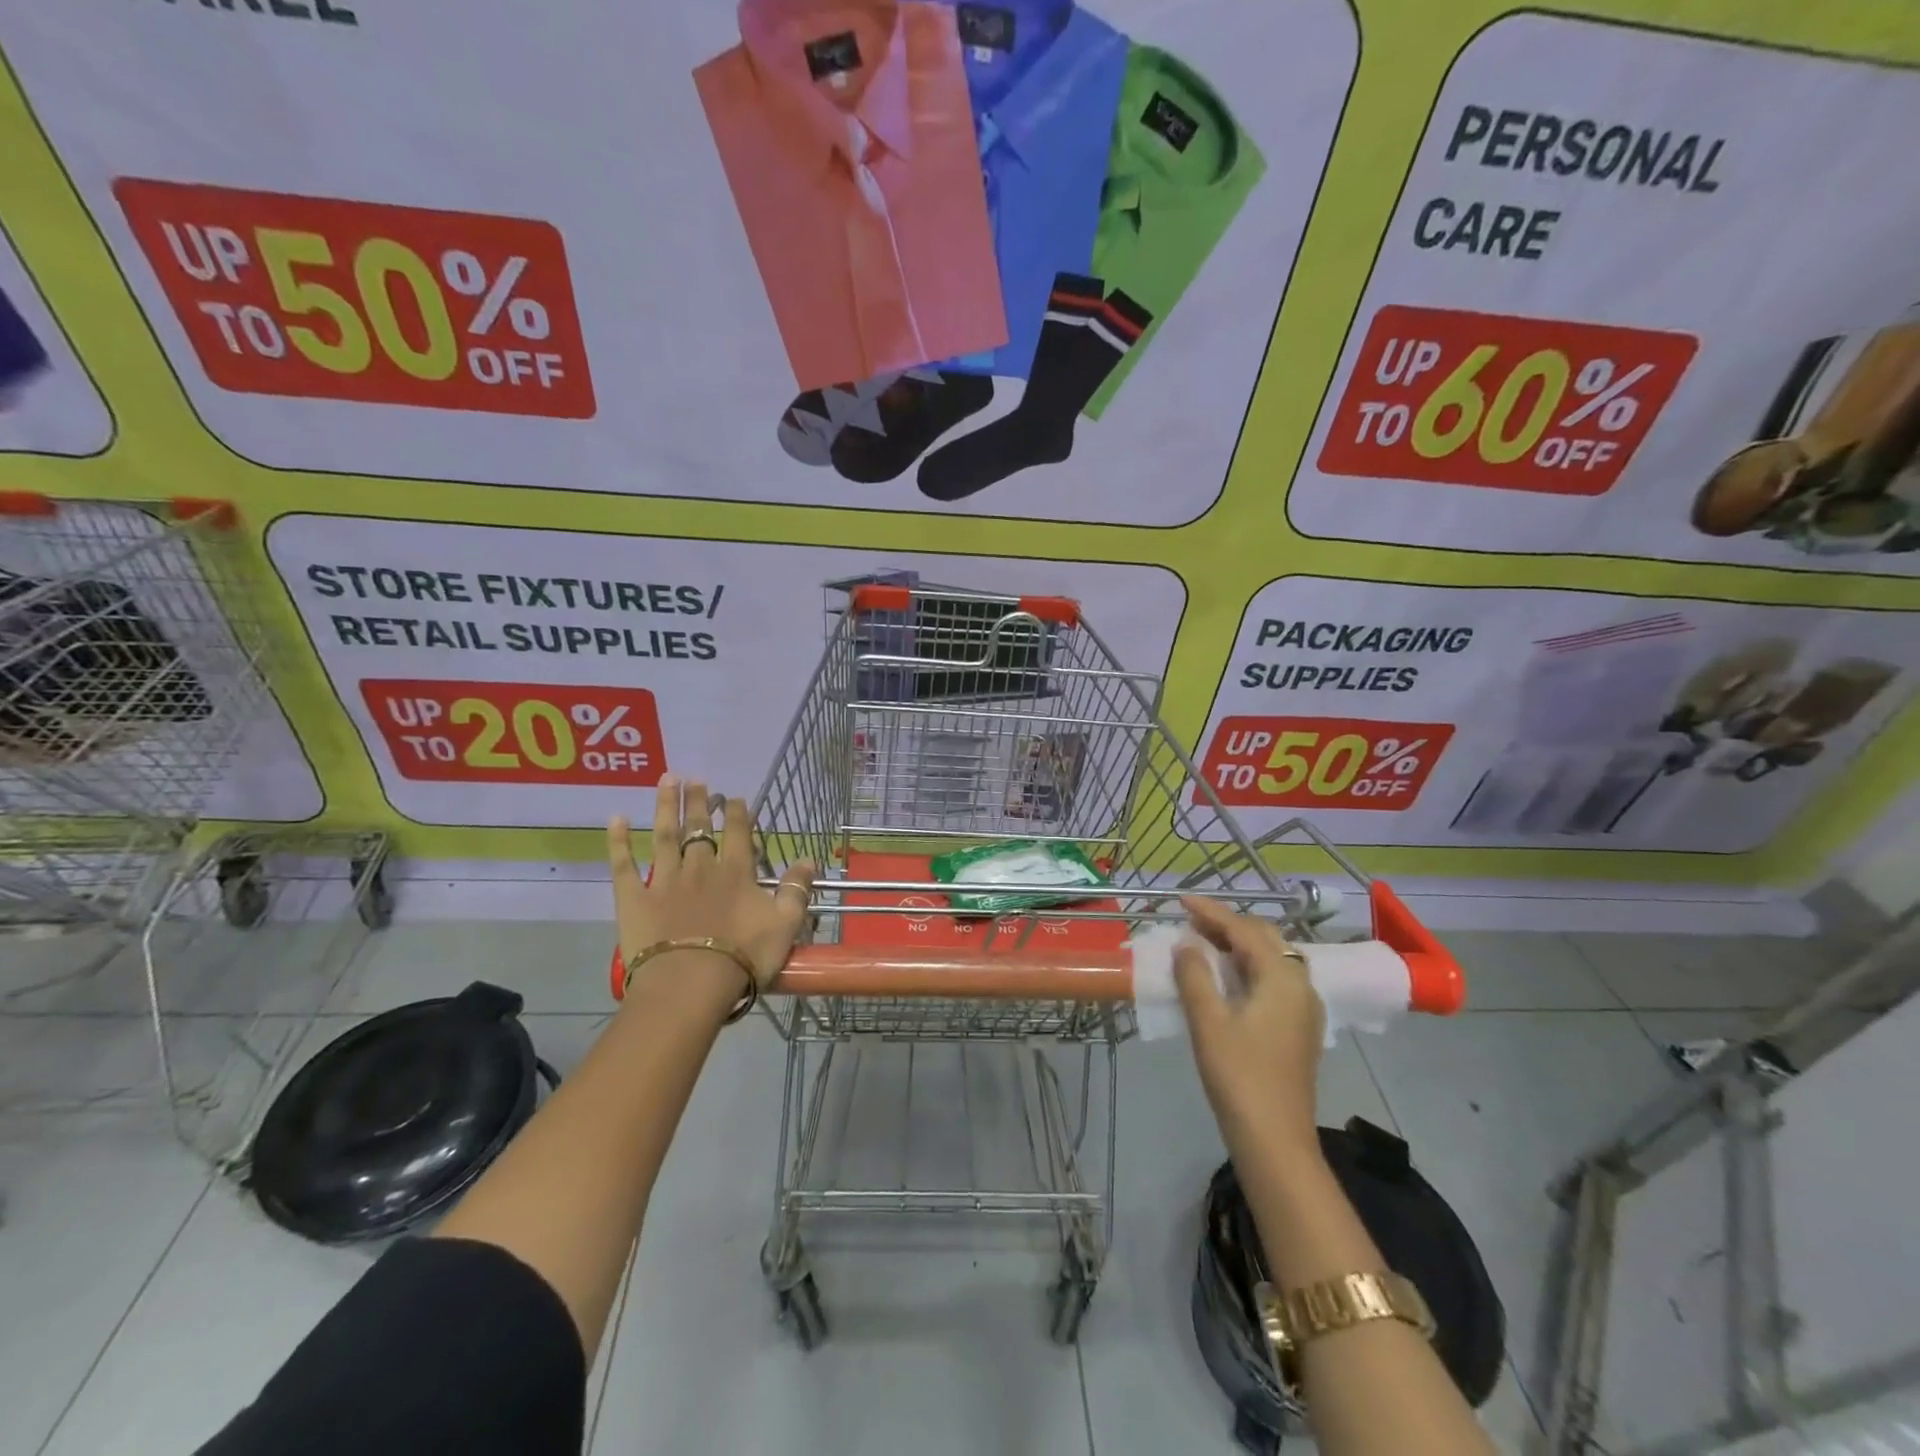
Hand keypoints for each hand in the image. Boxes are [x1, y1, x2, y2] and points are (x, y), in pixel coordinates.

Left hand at [608, 775, 815, 997]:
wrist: (690, 985)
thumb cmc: (743, 957)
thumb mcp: (785, 925)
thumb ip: (797, 890)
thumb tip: (808, 859)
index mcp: (736, 872)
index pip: (739, 833)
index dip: (738, 813)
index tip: (735, 797)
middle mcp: (700, 867)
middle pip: (700, 828)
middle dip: (700, 802)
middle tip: (696, 779)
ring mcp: (664, 880)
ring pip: (665, 835)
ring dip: (667, 806)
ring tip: (667, 780)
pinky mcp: (634, 899)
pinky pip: (624, 865)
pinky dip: (618, 841)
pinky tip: (615, 819)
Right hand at [1174, 895, 1325, 1164]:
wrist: (1275, 1139)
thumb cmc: (1239, 1075)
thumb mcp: (1208, 1021)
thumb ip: (1195, 975)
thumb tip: (1186, 944)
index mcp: (1282, 977)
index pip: (1244, 930)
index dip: (1211, 912)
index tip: (1180, 900)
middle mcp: (1300, 984)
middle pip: (1264, 938)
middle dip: (1227, 924)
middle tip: (1190, 920)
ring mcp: (1303, 1008)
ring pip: (1271, 958)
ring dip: (1238, 945)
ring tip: (1202, 941)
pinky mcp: (1298, 1027)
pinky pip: (1273, 979)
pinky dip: (1248, 966)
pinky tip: (1226, 975)